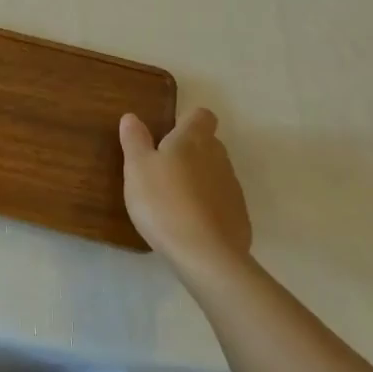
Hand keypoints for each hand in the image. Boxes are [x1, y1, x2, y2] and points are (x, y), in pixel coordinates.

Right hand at [120, 108, 252, 279]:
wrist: (205, 255)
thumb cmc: (163, 202)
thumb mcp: (136, 168)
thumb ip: (135, 140)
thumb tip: (132, 117)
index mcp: (193, 139)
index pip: (201, 115)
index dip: (186, 121)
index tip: (168, 136)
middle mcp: (218, 157)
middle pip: (208, 144)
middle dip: (190, 152)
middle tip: (162, 171)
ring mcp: (232, 188)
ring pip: (215, 174)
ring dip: (198, 180)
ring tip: (173, 202)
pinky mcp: (239, 217)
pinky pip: (221, 202)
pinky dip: (208, 207)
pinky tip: (189, 226)